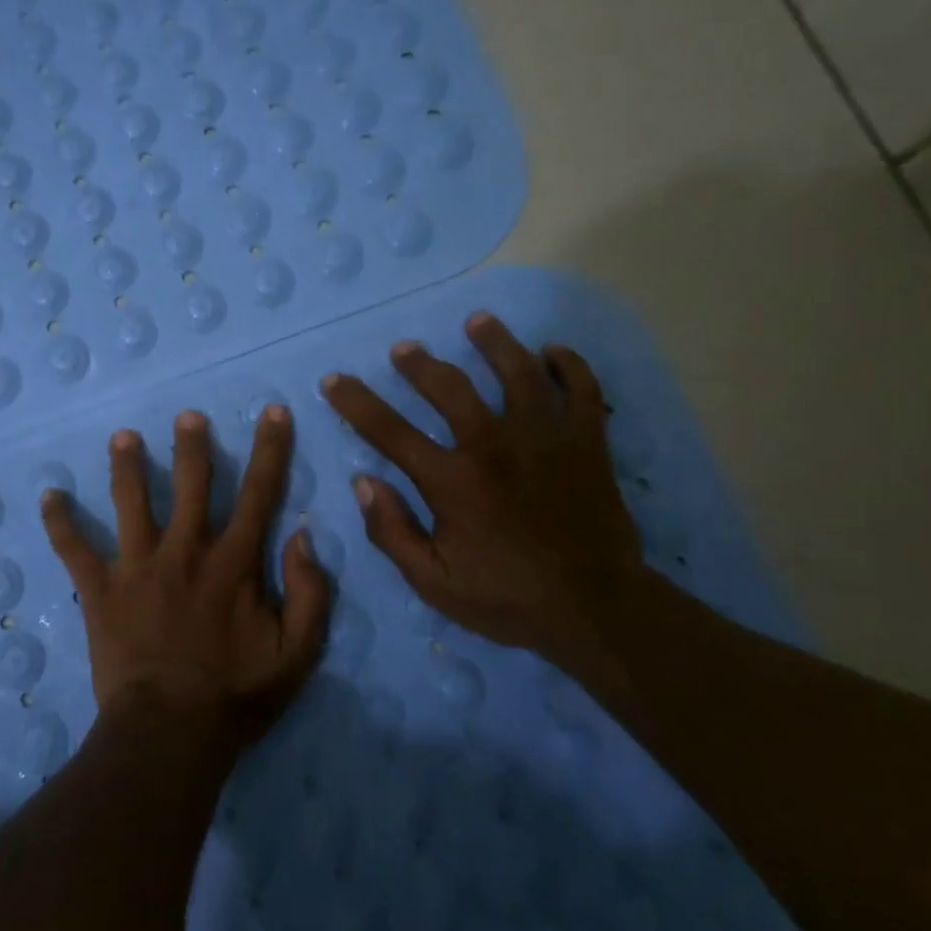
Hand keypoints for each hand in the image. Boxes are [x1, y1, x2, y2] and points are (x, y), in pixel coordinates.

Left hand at [40, 406, 332, 748]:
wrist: (169, 733)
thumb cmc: (235, 695)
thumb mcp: (296, 653)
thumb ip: (309, 593)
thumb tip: (301, 536)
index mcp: (232, 562)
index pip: (259, 493)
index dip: (270, 449)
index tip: (273, 411)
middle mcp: (185, 551)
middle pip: (191, 484)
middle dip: (192, 445)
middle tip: (186, 415)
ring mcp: (137, 566)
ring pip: (131, 502)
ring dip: (127, 466)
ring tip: (122, 437)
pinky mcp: (100, 590)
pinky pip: (74, 550)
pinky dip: (60, 523)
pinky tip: (48, 496)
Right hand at [321, 312, 644, 665]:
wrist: (596, 610)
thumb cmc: (507, 598)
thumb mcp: (433, 581)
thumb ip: (392, 531)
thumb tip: (364, 481)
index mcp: (452, 480)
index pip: (389, 430)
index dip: (355, 402)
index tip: (334, 380)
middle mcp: (493, 445)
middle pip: (449, 386)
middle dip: (419, 363)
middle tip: (404, 349)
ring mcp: (545, 438)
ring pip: (517, 372)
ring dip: (494, 342)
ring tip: (478, 321)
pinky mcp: (587, 443)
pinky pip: (581, 390)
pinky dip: (569, 365)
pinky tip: (553, 350)